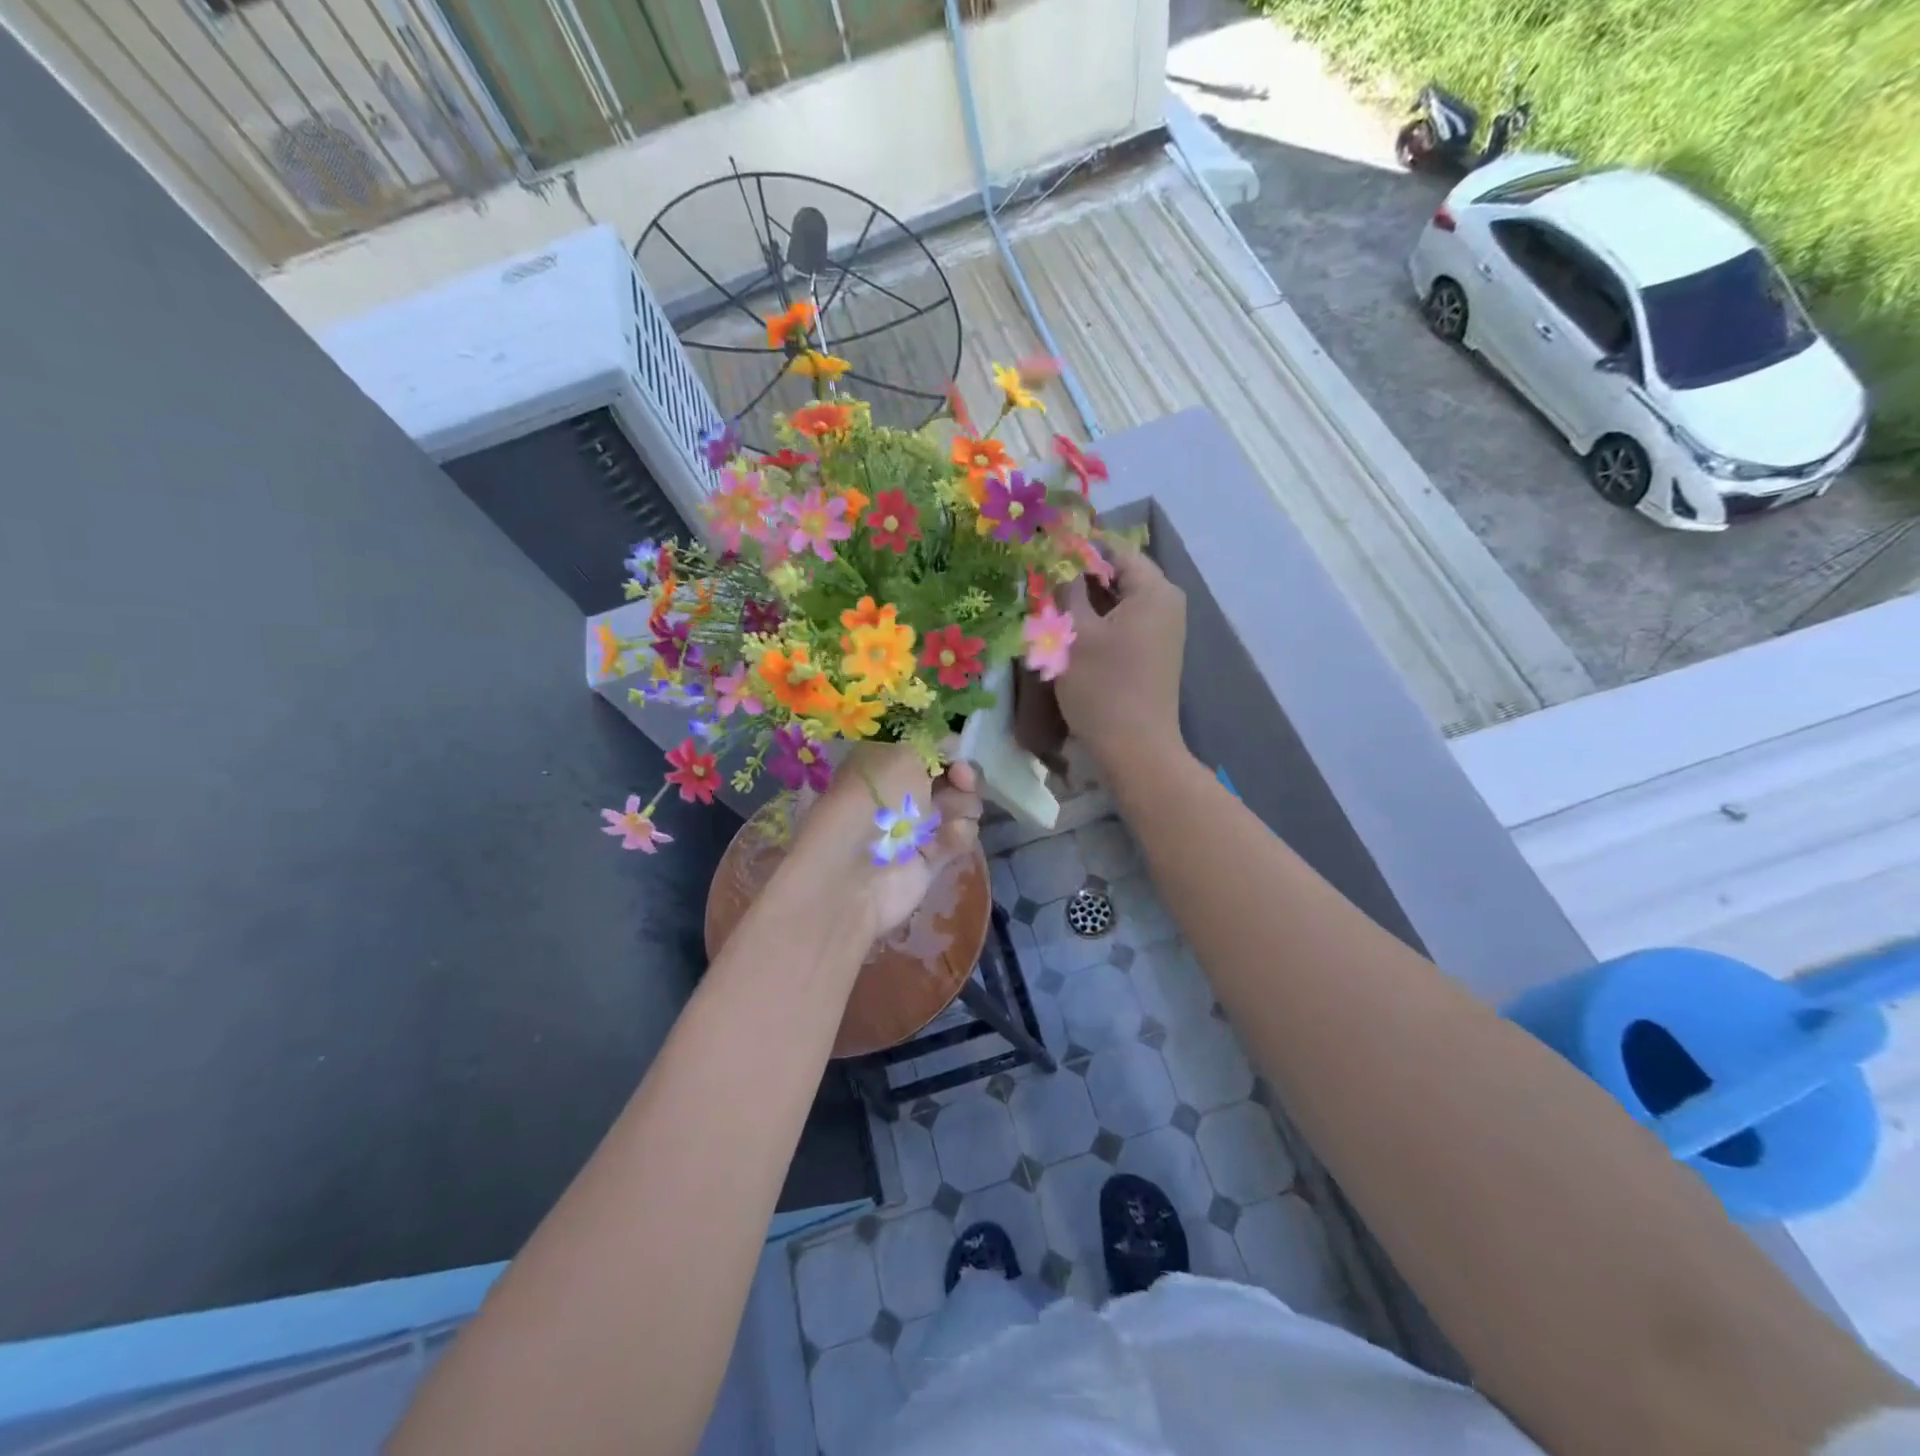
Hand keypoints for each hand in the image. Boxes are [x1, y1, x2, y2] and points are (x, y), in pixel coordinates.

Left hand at [794, 743, 982, 938]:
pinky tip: (946, 840)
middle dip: (963, 777)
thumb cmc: (873, 802)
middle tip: (961, 780)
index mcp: (886, 763)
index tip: (957, 754)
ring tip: (945, 816)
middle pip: (952, 778)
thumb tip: (952, 744)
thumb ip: (932, 745)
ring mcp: (917, 827)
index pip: (930, 750)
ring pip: (962, 806)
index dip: (950, 750)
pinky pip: (960, 837)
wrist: (855, 872)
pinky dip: (958, 835)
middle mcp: (902, 792)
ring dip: (962, 806)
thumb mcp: (901, 756)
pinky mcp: (932, 858)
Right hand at [1055, 545, 1186, 767]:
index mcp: (1154, 590)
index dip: (1078, 547)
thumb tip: (1058, 561)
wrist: (1136, 748)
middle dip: (1079, 576)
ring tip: (1049, 605)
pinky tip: (1069, 630)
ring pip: (1118, 600)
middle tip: (1041, 580)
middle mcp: (1166, 602)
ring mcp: (1163, 628)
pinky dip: (1098, 621)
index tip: (1043, 550)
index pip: (1114, 549)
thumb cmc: (1103, 687)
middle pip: (1118, 574)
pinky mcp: (1154, 651)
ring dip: (1085, 600)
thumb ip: (1066, 590)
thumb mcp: (1074, 634)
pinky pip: (1124, 621)